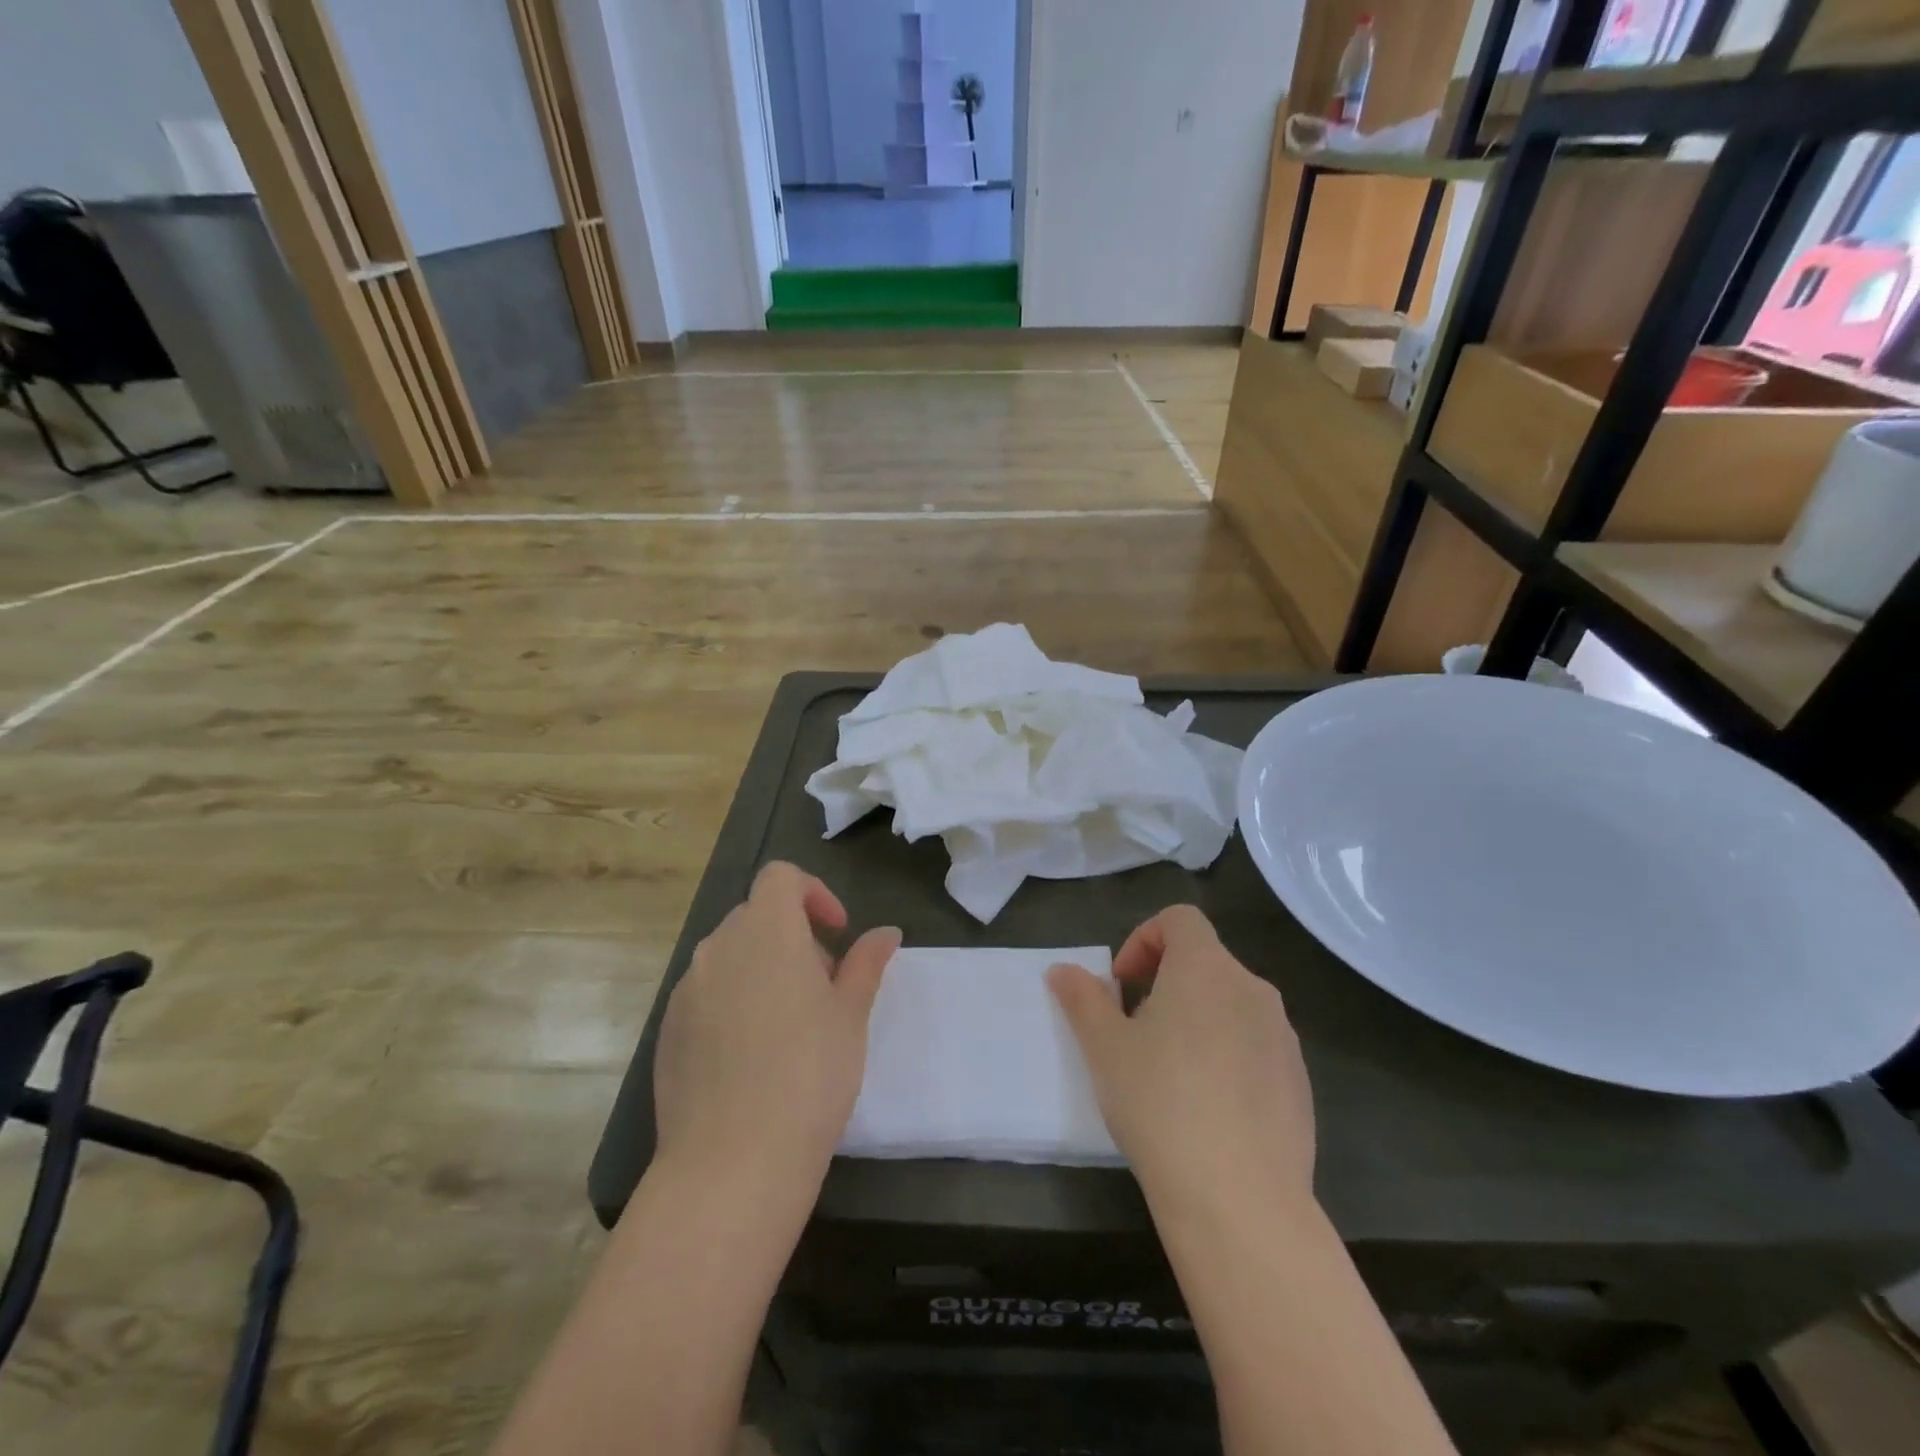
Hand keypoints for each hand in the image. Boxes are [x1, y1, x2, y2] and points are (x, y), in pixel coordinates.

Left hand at [653, 863, 898, 1201]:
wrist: (732, 1162)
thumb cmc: (809, 1074)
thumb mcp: (851, 1014)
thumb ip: (866, 963)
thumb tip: (886, 932)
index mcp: (766, 931)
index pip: (781, 877)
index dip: (813, 893)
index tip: (837, 934)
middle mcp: (718, 948)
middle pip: (756, 917)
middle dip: (794, 937)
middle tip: (824, 987)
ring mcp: (686, 990)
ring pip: (730, 957)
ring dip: (763, 969)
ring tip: (791, 1025)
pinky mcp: (667, 1031)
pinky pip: (706, 995)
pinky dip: (733, 1003)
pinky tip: (752, 1057)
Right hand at [1048, 905, 1314, 1208]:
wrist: (1240, 1200)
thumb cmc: (1160, 1103)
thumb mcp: (1105, 1047)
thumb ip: (1082, 999)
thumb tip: (1062, 970)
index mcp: (1206, 968)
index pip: (1180, 919)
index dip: (1144, 938)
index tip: (1122, 984)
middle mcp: (1252, 989)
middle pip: (1205, 961)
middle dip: (1164, 982)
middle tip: (1135, 1030)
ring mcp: (1283, 1037)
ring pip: (1230, 1004)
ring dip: (1196, 1018)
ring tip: (1169, 1072)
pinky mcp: (1300, 1081)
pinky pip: (1256, 1046)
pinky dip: (1227, 1054)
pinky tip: (1208, 1109)